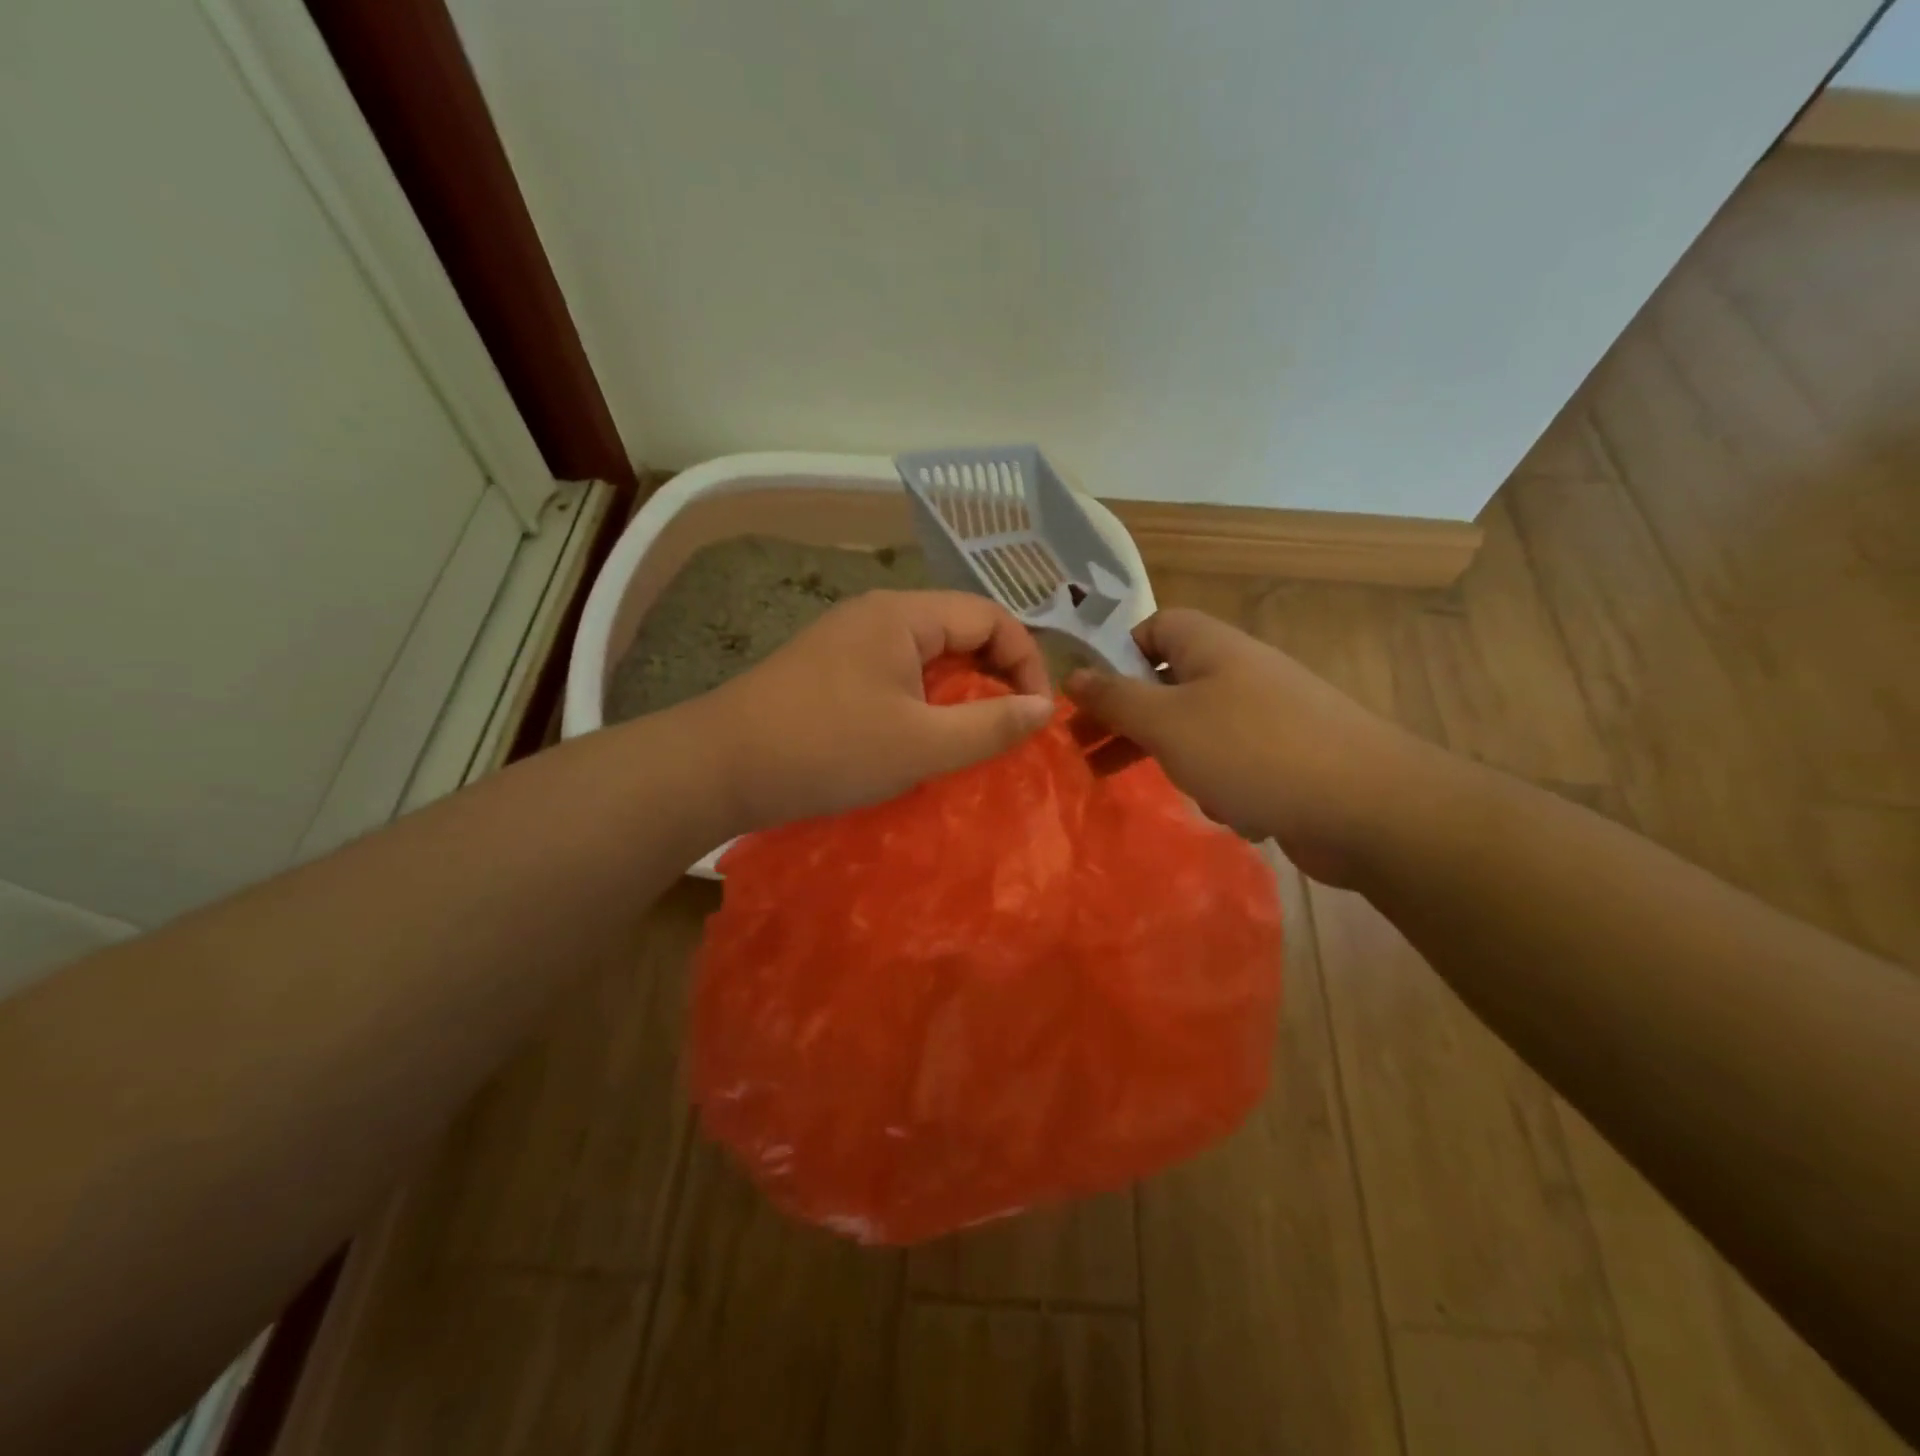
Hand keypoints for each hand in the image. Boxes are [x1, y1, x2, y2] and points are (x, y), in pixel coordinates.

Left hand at [686, 590, 1054, 830]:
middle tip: (1009, 727)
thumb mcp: (921, 744)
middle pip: (959, 630)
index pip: (990, 616)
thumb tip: (1044, 709)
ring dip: (959, 692)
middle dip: (995, 676)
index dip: (1025, 661)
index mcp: (903, 613)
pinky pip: (897, 674)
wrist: (719, 767)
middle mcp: (878, 614)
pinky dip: (923, 701)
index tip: (1036, 715)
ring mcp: (849, 640)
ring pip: (928, 655)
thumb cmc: (827, 748)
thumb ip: (990, 725)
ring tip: (972, 737)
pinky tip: (921, 737)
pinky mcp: (830, 670)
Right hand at [1065, 608, 1439, 884]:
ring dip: (1175, 760)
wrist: (1368, 806)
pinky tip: (1230, 809)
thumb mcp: (1167, 722)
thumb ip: (1115, 698)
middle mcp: (1240, 672)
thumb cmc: (1251, 750)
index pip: (1153, 629)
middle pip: (1167, 685)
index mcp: (1211, 647)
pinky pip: (1233, 764)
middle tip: (1086, 753)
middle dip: (1128, 721)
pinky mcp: (1287, 759)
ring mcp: (1267, 716)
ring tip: (1161, 788)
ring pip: (1197, 731)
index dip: (1117, 656)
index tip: (1091, 696)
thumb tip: (1073, 674)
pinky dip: (1221, 785)